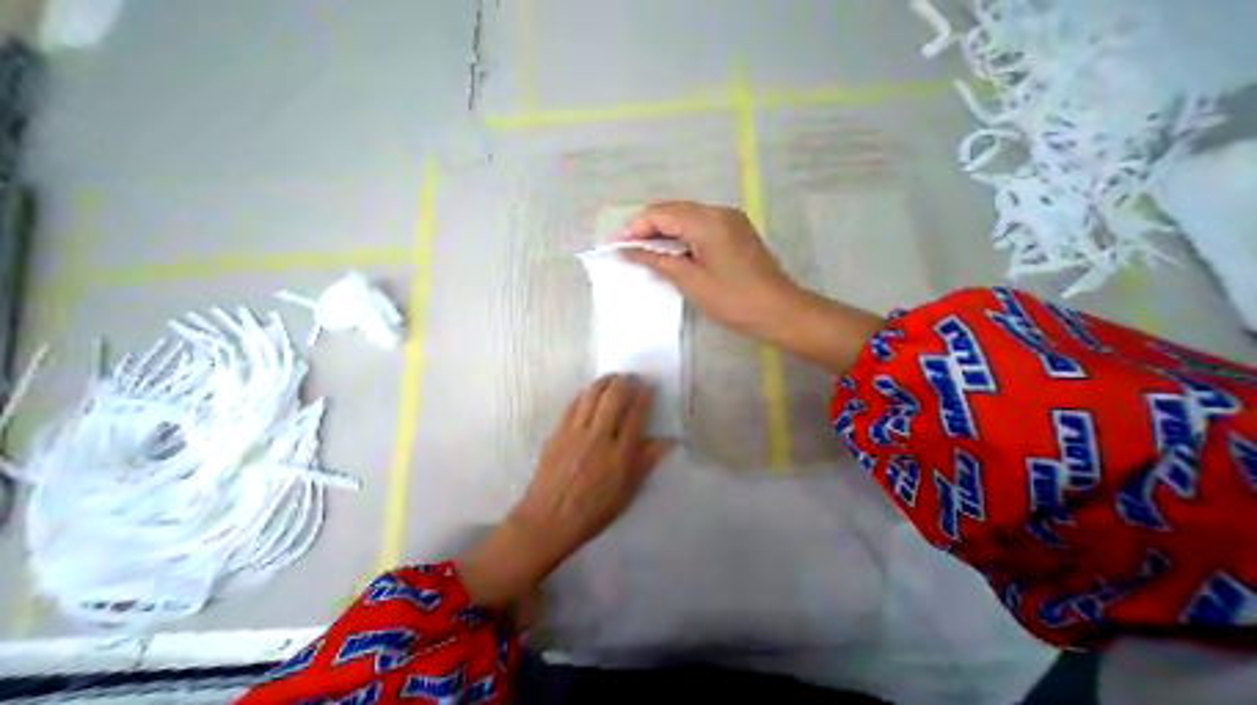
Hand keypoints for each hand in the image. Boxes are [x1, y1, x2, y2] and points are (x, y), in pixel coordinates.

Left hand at [452, 375, 667, 611]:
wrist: (547, 520)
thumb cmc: (592, 511)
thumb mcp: (626, 492)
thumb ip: (646, 462)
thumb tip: (667, 441)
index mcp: (619, 454)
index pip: (636, 414)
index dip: (644, 396)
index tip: (649, 387)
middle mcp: (599, 436)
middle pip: (614, 397)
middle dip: (626, 382)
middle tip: (632, 377)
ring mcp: (575, 431)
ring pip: (592, 395)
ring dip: (605, 381)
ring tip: (613, 378)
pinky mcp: (558, 431)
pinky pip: (573, 403)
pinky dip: (585, 393)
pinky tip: (590, 391)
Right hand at [616, 198, 797, 340]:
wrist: (779, 311)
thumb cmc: (733, 300)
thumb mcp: (690, 281)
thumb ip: (657, 260)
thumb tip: (628, 251)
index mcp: (707, 220)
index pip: (661, 213)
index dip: (635, 227)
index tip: (616, 245)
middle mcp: (719, 212)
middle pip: (673, 211)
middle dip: (647, 229)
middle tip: (628, 250)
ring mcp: (730, 221)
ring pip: (686, 218)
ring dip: (664, 233)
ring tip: (645, 253)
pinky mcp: (735, 232)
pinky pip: (700, 227)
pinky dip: (681, 238)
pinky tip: (672, 253)